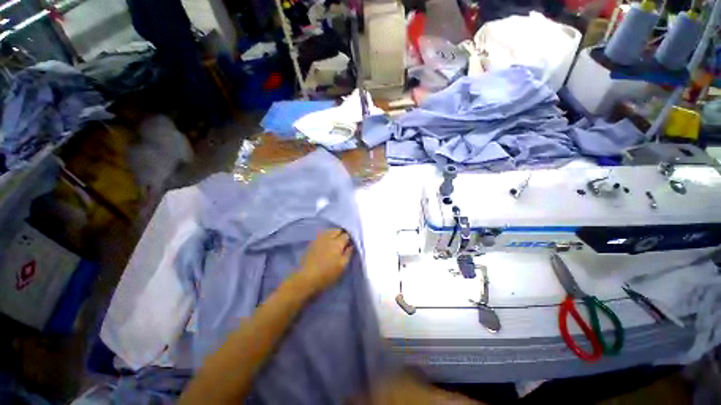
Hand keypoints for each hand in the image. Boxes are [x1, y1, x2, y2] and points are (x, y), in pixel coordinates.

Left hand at [297, 228, 353, 292]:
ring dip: (334, 233)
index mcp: (337, 243)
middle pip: (337, 230)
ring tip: (336, 241)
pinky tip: (327, 243)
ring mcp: (319, 239)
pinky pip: (322, 234)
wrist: (306, 278)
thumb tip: (351, 245)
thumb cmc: (327, 274)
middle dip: (342, 233)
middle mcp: (328, 237)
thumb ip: (348, 254)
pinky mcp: (312, 242)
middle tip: (344, 242)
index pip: (346, 235)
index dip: (350, 238)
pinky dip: (327, 235)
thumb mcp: (342, 266)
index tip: (351, 243)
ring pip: (329, 231)